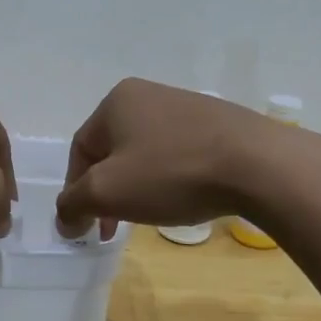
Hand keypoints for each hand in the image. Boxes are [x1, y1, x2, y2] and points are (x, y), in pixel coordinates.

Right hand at [55, 78, 288, 238]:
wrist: (257, 165)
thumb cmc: (170, 174)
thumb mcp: (107, 192)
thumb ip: (73, 205)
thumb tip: (64, 220)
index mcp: (117, 101)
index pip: (80, 150)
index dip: (75, 191)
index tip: (86, 226)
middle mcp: (149, 94)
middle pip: (112, 152)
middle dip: (108, 191)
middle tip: (113, 226)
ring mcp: (187, 107)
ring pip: (145, 154)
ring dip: (138, 187)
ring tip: (149, 214)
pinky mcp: (218, 124)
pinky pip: (177, 154)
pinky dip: (170, 179)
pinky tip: (183, 198)